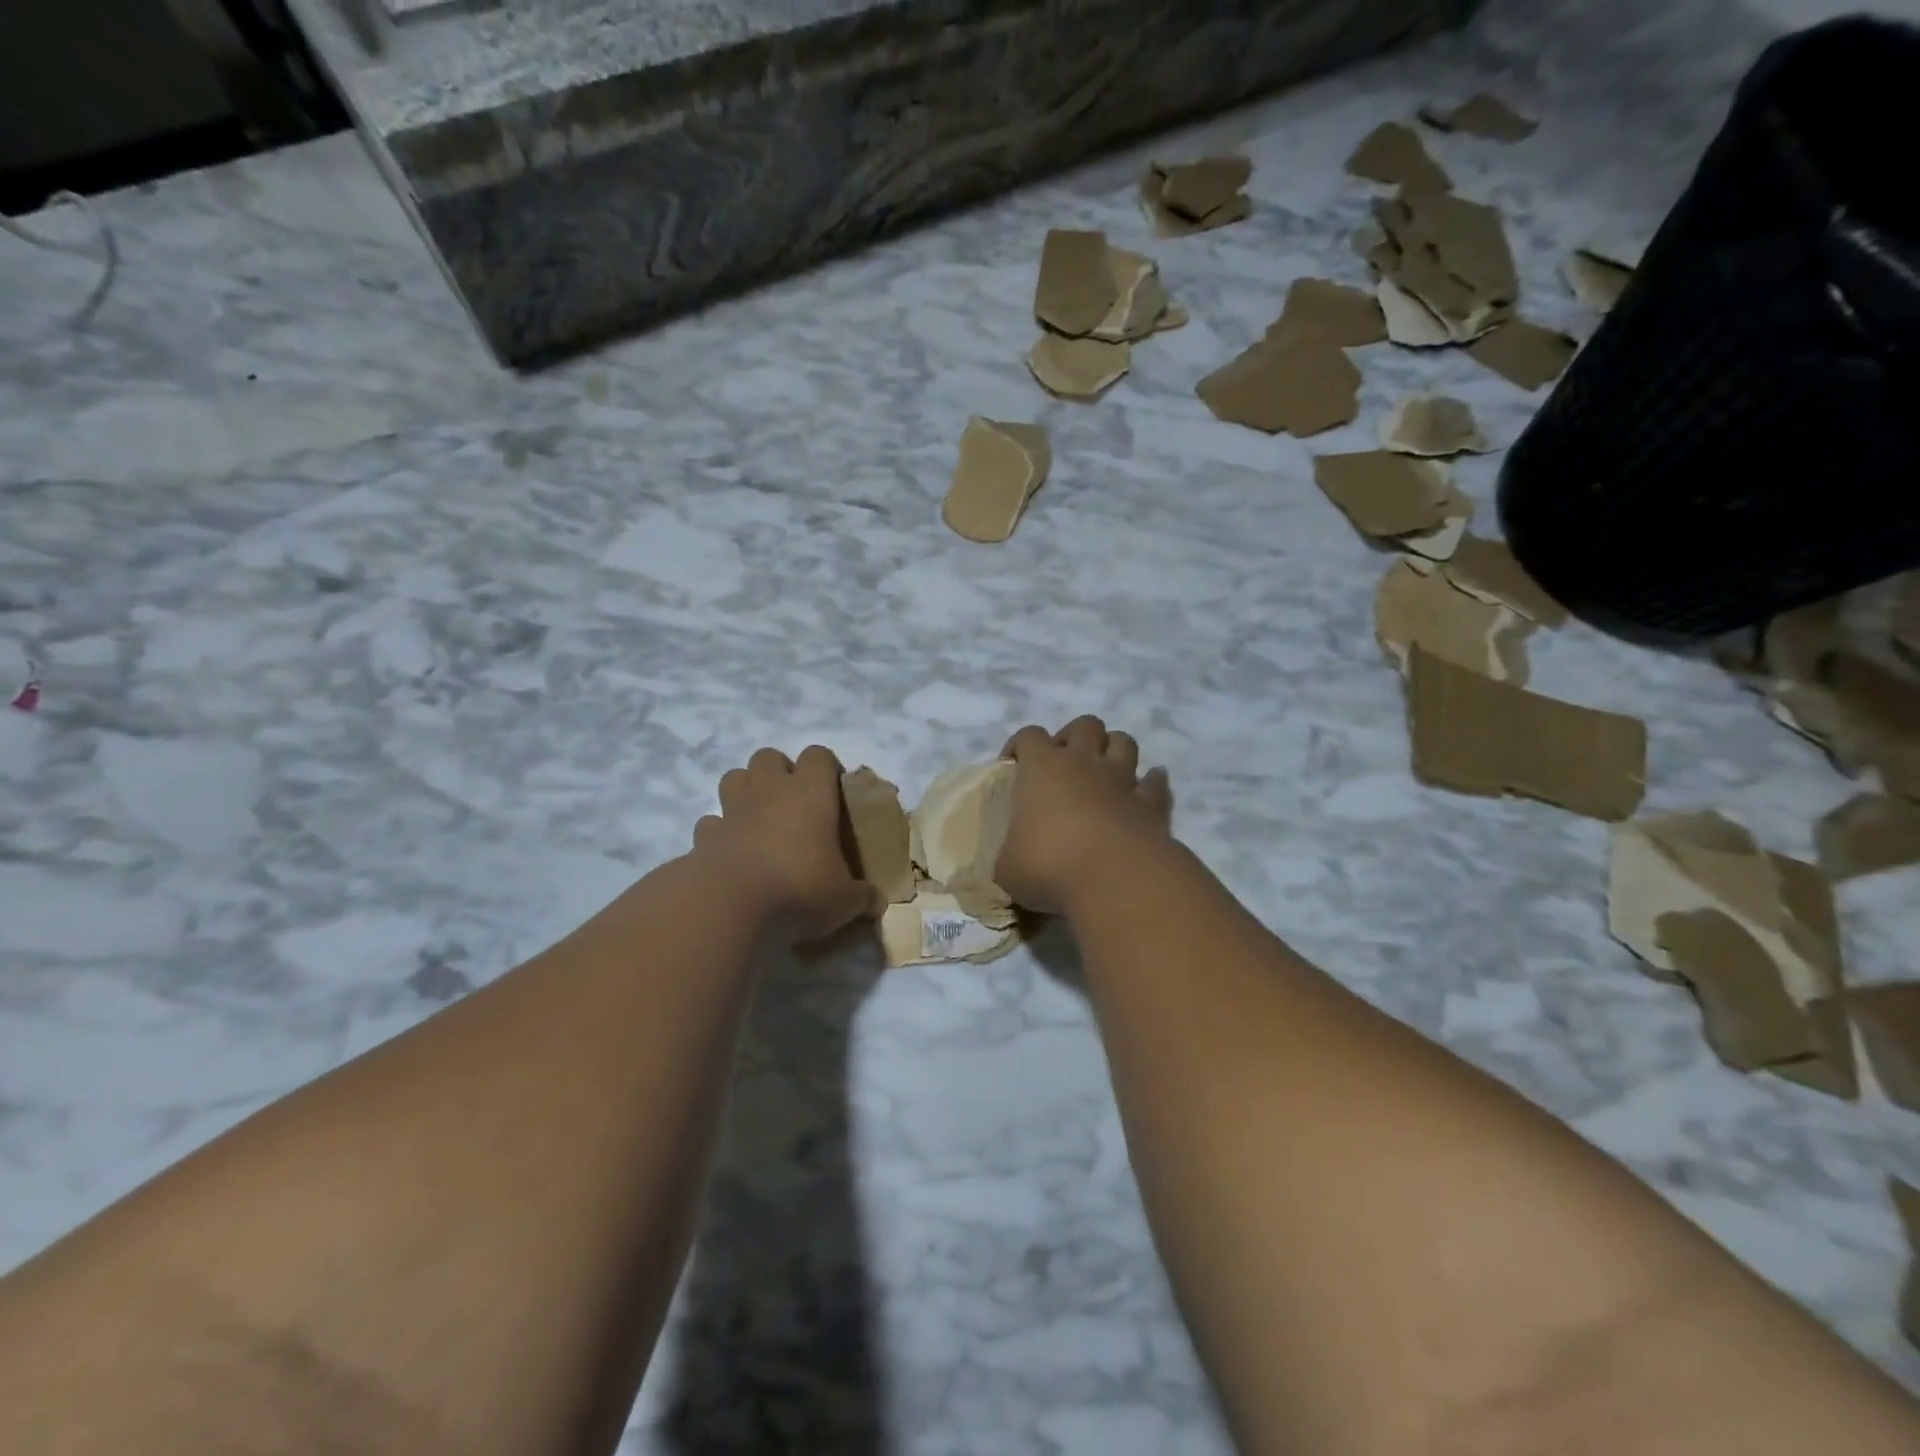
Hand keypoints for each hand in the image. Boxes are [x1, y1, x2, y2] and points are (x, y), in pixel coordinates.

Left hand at [693, 746, 875, 942]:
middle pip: (769, 756)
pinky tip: (732, 852)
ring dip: (746, 791)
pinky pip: (712, 822)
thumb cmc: (798, 889)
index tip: (834, 794)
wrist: (729, 906)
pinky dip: (721, 832)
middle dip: (780, 773)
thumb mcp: (844, 900)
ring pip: (735, 777)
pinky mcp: (705, 836)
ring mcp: (733, 810)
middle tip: (794, 805)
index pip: (819, 756)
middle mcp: (770, 791)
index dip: (827, 769)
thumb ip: (863, 897)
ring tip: (760, 820)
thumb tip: (877, 902)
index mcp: (810, 793)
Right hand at [995, 716, 1173, 914]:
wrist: (1115, 879)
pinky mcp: (1152, 804)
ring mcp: (1122, 780)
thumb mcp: (1008, 868)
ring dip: (1113, 750)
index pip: (1029, 736)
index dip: (1019, 746)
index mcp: (1043, 768)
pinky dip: (1151, 783)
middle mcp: (1084, 763)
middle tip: (1063, 764)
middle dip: (1073, 737)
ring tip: (1103, 772)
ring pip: (1123, 742)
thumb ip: (1010, 854)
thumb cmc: (1049, 865)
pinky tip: (1146, 789)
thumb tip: (1014, 860)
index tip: (1012, 767)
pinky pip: (1156, 783)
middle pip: (1084, 725)